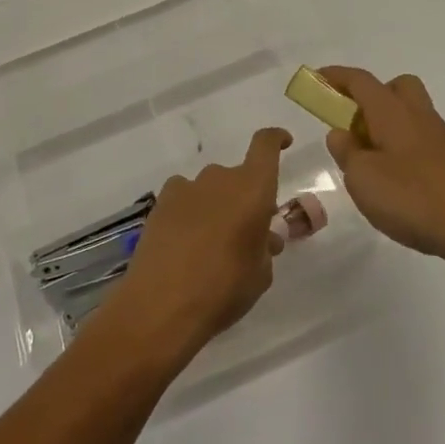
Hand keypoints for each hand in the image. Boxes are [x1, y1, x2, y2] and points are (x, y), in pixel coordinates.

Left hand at [96, 128, 289, 364]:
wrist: (162, 304)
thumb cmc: (224, 289)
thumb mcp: (260, 275)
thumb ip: (265, 249)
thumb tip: (264, 238)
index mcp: (253, 188)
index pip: (266, 145)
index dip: (276, 139)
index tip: (283, 142)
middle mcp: (221, 178)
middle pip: (239, 177)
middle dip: (245, 198)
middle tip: (246, 233)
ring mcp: (188, 187)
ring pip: (211, 188)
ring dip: (217, 206)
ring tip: (211, 244)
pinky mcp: (161, 202)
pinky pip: (185, 197)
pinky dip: (190, 211)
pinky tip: (184, 241)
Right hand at [320, 66, 444, 273]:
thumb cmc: (415, 198)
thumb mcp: (364, 179)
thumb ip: (347, 153)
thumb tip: (341, 133)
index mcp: (393, 112)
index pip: (360, 81)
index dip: (336, 77)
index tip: (316, 78)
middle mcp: (419, 117)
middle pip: (397, 88)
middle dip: (372, 97)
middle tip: (353, 125)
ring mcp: (443, 141)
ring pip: (411, 118)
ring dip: (387, 130)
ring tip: (369, 168)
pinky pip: (422, 146)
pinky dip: (404, 155)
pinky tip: (397, 190)